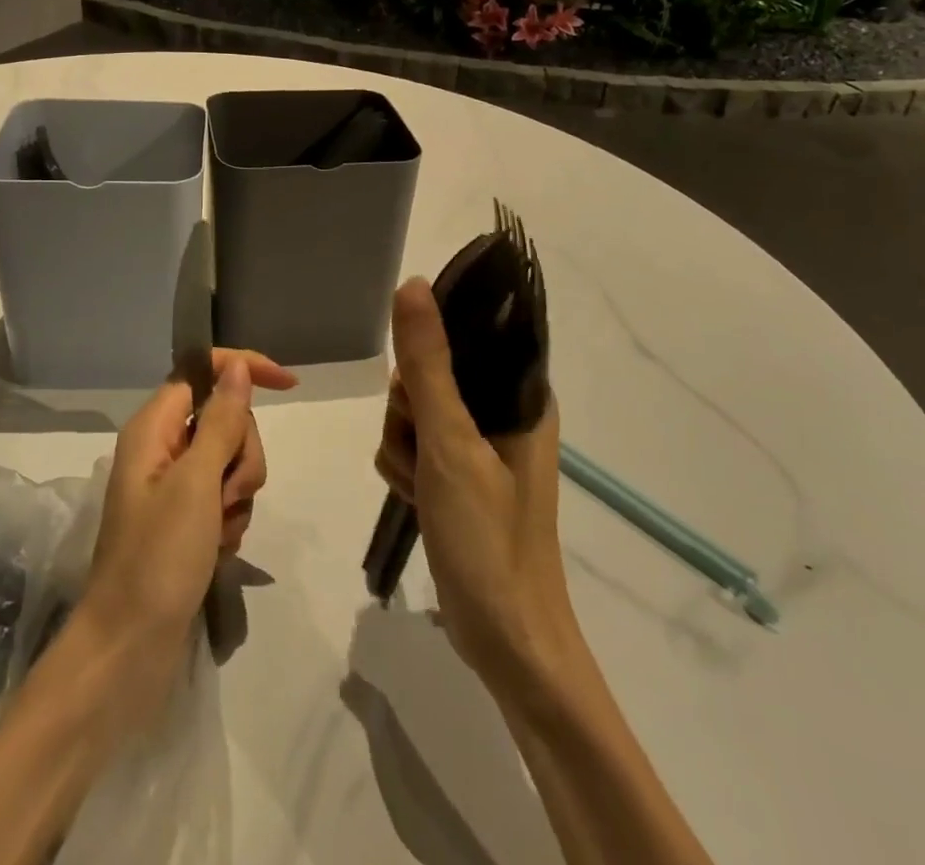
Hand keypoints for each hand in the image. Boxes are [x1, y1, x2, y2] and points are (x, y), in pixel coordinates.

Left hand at [81, 349, 296, 689]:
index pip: (202, 371)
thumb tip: (235, 364)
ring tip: (218, 533)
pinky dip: (232, 520)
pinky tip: (218, 550)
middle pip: (226, 420)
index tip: (289, 385)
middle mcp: (163, 448)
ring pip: (233, 461)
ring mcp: (175, 486)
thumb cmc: (158, 558)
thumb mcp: (196, 483)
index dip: (243, 369)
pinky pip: (227, 498)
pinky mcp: (187, 520)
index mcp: (154, 427)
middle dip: (241, 455)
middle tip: (225, 495)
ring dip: (238, 494)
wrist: (129, 650)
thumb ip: (221, 420)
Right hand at [374, 279, 577, 688]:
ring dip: (403, 446)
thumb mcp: (451, 443)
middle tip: (426, 451)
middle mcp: (502, 412)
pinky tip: (417, 499)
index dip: (431, 352)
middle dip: (409, 412)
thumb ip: (428, 363)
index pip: (467, 334)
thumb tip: (412, 284)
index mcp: (520, 394)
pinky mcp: (457, 476)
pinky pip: (412, 446)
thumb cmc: (488, 537)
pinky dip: (405, 469)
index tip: (419, 391)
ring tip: (424, 486)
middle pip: (429, 373)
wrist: (506, 641)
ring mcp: (478, 446)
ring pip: (412, 412)